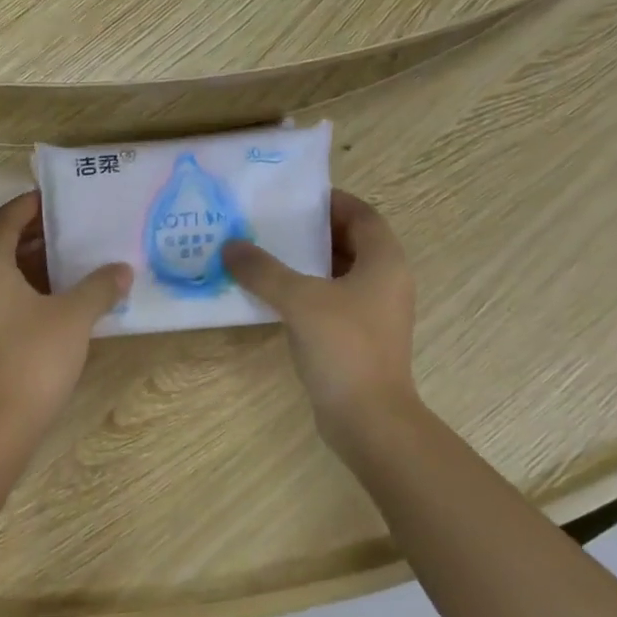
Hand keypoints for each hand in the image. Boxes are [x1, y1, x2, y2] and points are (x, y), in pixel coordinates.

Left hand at [0, 192, 131, 436]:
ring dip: (21, 260)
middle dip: (25, 232)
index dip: (29, 206)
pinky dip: (15, 284)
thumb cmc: (35, 358)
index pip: (4, 220)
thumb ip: (99, 287)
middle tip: (62, 228)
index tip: (55, 199)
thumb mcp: (74, 317)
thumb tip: (121, 270)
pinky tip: (48, 296)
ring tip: (61, 259)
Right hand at [223, 191, 418, 460]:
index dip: (330, 201)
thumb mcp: (299, 300)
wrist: (368, 418)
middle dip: (311, 231)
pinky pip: (331, 300)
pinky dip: (306, 291)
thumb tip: (230, 246)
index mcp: (384, 262)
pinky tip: (272, 296)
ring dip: (305, 262)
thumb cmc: (343, 347)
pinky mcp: (359, 337)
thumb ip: (263, 270)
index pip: (361, 214)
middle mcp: (385, 281)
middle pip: (349, 242)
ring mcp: (373, 312)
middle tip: (269, 224)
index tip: (293, 197)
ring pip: (338, 273)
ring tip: (263, 255)